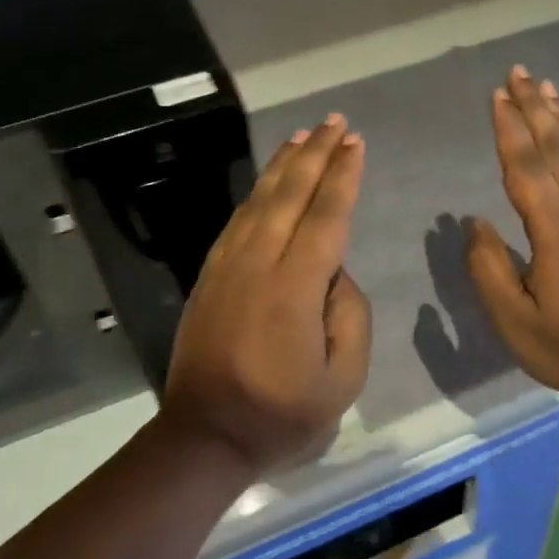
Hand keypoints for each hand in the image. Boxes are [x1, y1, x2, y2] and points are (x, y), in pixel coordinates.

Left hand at [161, 114, 372, 478]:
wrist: (203, 436)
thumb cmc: (281, 415)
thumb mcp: (342, 380)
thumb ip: (350, 317)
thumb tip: (335, 274)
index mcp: (294, 288)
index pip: (326, 217)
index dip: (342, 177)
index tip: (355, 144)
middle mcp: (258, 264)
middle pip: (290, 195)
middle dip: (316, 154)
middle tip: (335, 122)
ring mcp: (227, 267)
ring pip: (259, 201)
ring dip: (283, 165)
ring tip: (303, 137)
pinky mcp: (209, 276)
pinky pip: (237, 221)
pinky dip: (257, 193)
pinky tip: (269, 182)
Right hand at [466, 66, 558, 408]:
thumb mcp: (513, 319)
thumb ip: (488, 268)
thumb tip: (475, 223)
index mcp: (554, 232)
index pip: (525, 169)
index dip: (508, 130)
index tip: (496, 96)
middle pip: (554, 149)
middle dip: (533, 109)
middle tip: (518, 73)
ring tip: (546, 87)